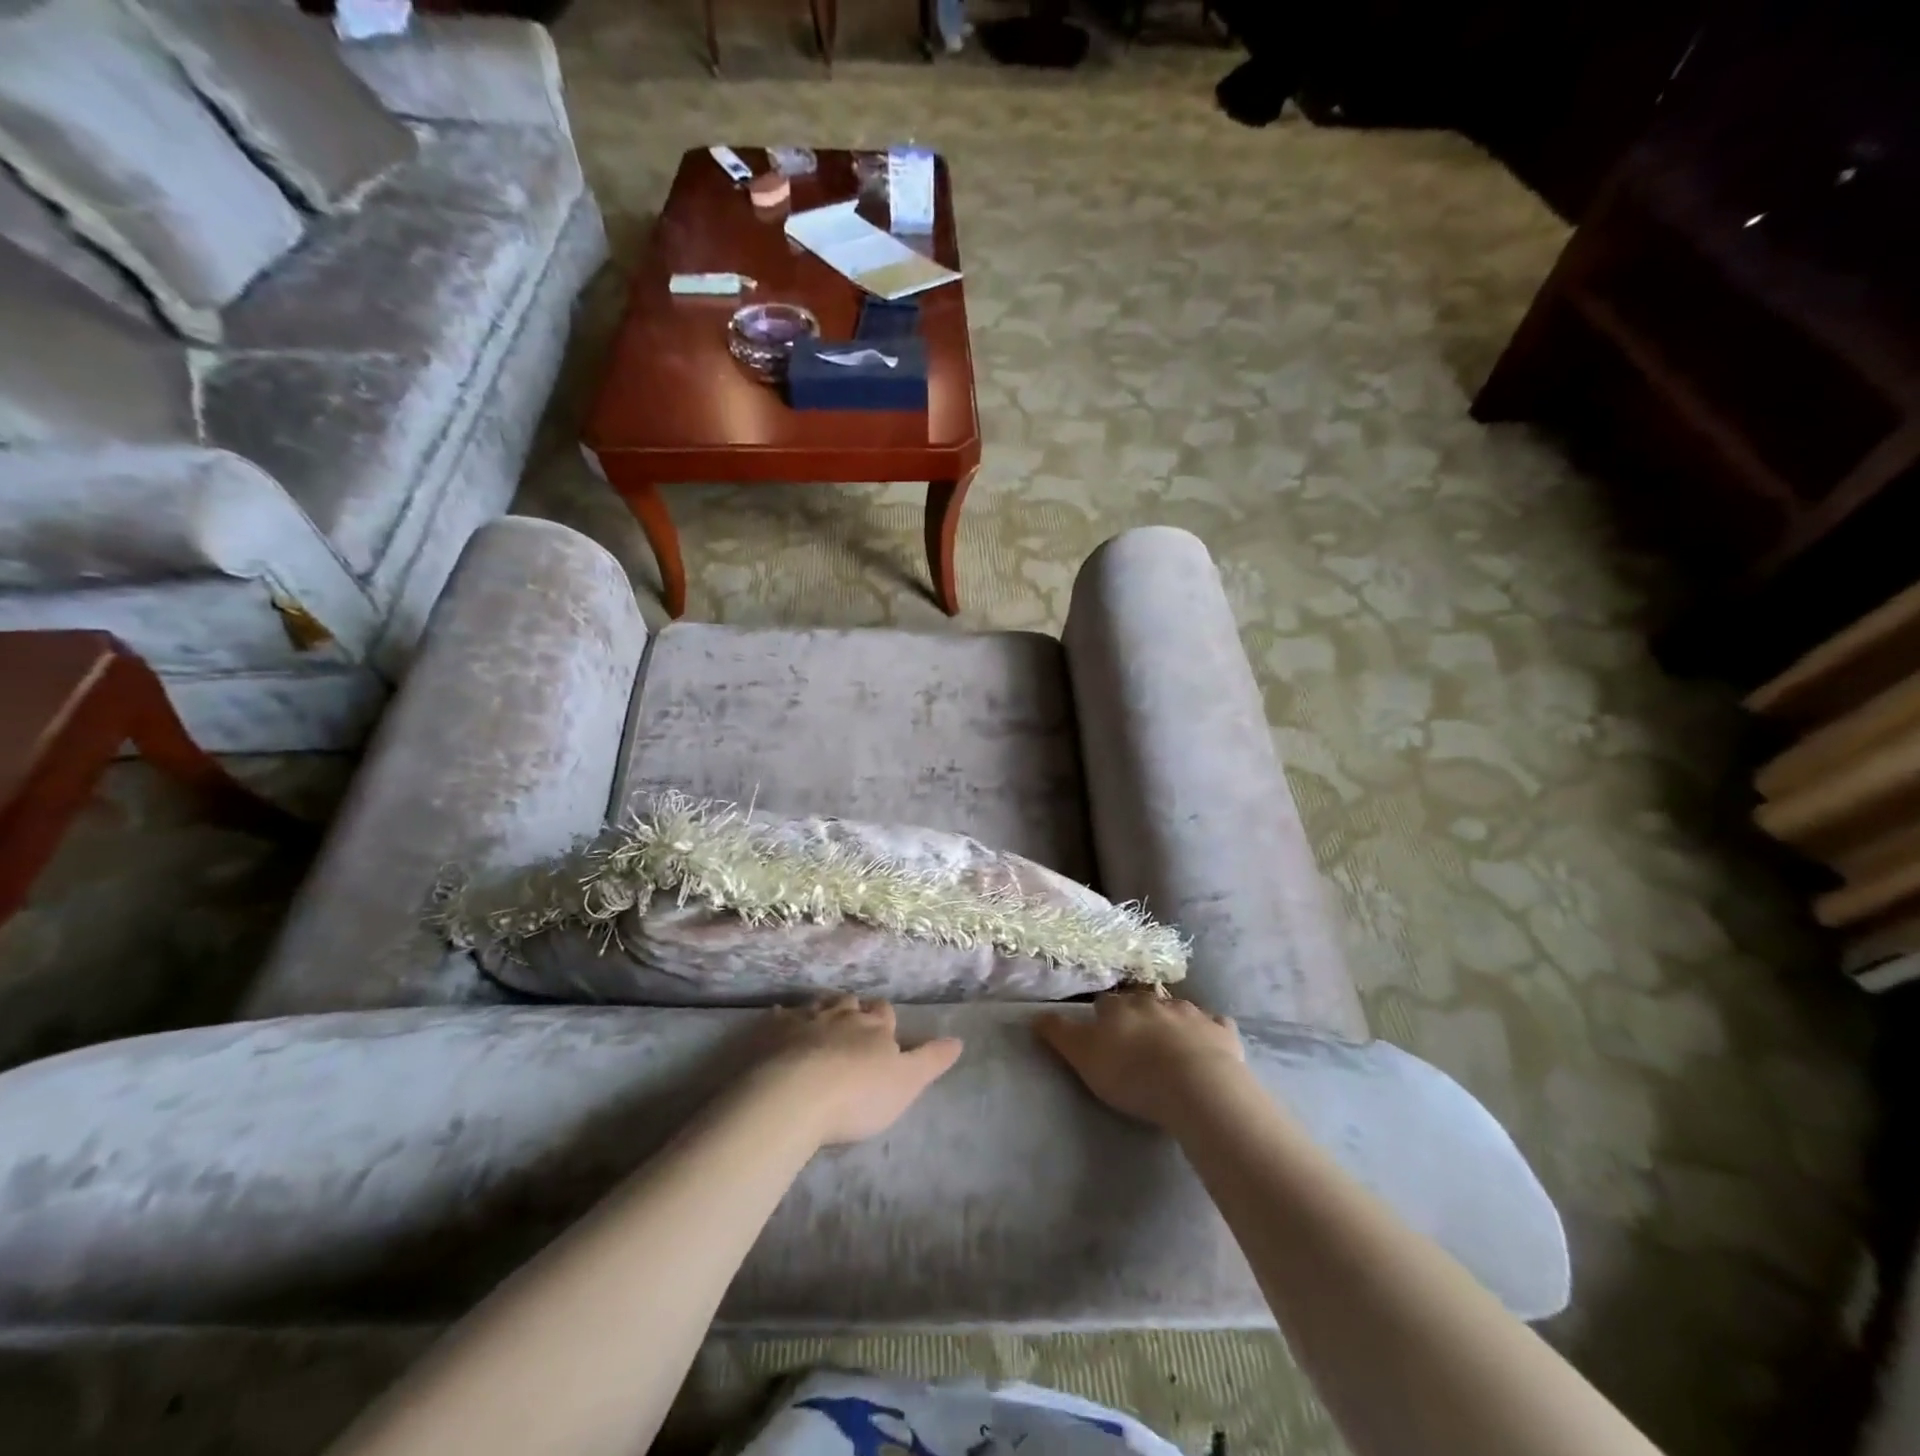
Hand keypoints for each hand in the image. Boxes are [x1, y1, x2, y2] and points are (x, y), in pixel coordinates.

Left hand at [753, 996, 962, 1146]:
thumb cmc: (857, 1095)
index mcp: (875, 1027)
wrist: (794, 1096)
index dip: (885, 1019)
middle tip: (852, 1022)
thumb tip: (959, 1040)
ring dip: (822, 1010)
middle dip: (853, 1010)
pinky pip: (780, 1017)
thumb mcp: (906, 1083)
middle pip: (851, 1004)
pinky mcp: (773, 1032)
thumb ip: (931, 1060)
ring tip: (822, 1019)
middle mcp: (842, 1015)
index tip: (884, 1028)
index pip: (885, 1013)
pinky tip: (779, 1021)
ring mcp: (805, 1020)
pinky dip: (783, 1018)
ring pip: (818, 1005)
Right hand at [1036, 990, 1246, 1128]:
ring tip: (1170, 1043)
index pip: (1105, 1003)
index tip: (1102, 1031)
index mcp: (1120, 1006)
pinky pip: (1215, 1025)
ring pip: (1178, 1010)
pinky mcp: (1222, 1032)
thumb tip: (1036, 1014)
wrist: (1195, 1086)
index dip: (1103, 1016)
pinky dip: (1211, 1031)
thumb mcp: (1083, 1057)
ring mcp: (1192, 1013)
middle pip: (1141, 1001)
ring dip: (1172, 1021)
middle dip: (1138, 1014)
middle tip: (1136, 1038)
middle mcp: (1154, 1001)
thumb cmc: (1132, 1074)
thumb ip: (1059, 1034)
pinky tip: (1209, 1043)